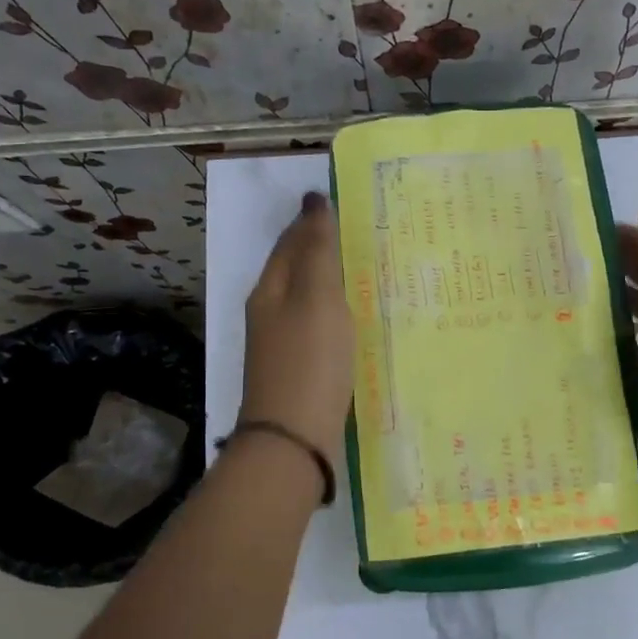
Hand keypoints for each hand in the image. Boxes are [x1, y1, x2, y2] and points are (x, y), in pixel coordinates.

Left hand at [238, 191, 355, 459]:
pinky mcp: (301, 370)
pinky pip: (320, 327)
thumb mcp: (316, 297)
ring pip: (309, 300)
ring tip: (367, 269)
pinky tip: (358, 319)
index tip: (343, 203)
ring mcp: (284, 345)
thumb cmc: (308, 361)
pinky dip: (337, 313)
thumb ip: (318, 250)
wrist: (293, 439)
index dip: (312, 220)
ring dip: (332, 281)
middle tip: (363, 232)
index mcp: (270, 290)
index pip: (290, 242)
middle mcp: (271, 313)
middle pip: (297, 270)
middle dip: (323, 248)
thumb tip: (314, 199)